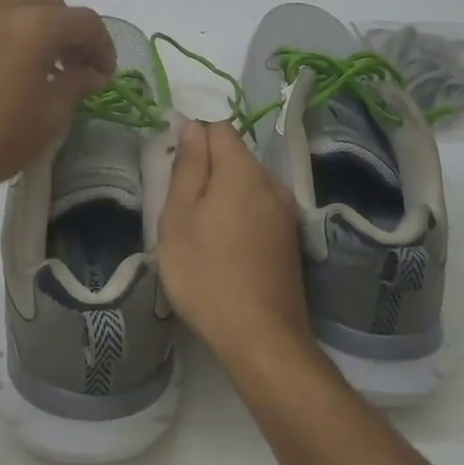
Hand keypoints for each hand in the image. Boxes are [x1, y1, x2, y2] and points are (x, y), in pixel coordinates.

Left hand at [0, 0, 115, 196]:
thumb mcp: (48, 119)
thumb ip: (75, 86)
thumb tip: (91, 73)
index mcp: (38, 26)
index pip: (85, 22)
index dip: (102, 46)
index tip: (103, 74)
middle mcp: (5, 7)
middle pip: (51, 5)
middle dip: (69, 34)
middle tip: (73, 69)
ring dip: (29, 17)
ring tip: (32, 50)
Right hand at [157, 121, 311, 366]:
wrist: (262, 338)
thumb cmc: (207, 273)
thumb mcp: (179, 218)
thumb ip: (187, 166)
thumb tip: (192, 126)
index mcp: (243, 170)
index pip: (219, 127)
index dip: (194, 136)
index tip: (173, 164)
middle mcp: (272, 182)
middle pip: (235, 156)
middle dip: (207, 167)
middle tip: (179, 203)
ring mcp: (286, 212)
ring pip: (247, 183)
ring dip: (223, 193)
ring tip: (199, 228)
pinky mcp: (290, 239)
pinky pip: (259, 208)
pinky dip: (240, 214)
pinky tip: (225, 246)